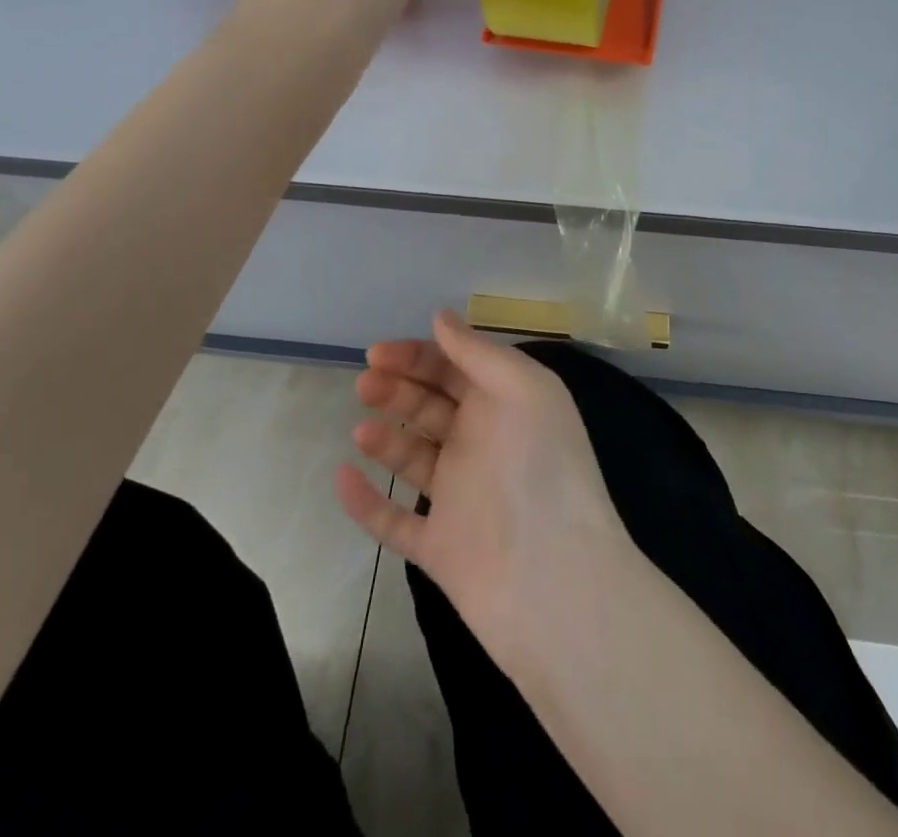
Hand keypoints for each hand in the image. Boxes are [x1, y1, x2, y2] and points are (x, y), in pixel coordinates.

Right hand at [335, 311, 634, 657]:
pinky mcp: (438, 546)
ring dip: (384, 437)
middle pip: (430, 406)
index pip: (455, 368)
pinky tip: (343, 477)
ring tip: (363, 429)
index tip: (378, 352)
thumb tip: (440, 317)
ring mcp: (459, 497)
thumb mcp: (522, 389)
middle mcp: (482, 444)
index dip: (417, 356)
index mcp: (505, 405)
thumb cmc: (540, 467)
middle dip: (397, 389)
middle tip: (365, 384)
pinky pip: (393, 521)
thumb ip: (478, 352)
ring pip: (412, 457)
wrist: (554, 580)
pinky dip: (366, 502)